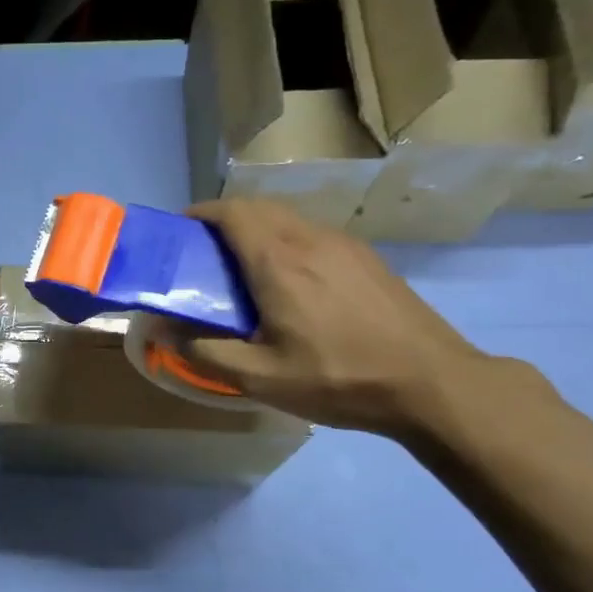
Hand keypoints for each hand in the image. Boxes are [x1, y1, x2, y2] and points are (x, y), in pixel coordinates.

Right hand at [180, 200, 492, 437]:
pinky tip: (292, 283)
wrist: (432, 383)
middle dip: (225, 220)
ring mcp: (345, 245)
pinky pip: (314, 235)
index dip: (201, 213)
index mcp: (278, 261)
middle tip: (205, 254)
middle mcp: (310, 239)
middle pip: (259, 208)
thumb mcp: (260, 378)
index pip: (232, 212)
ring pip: (289, 219)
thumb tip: (160, 329)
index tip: (180, 231)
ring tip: (243, 269)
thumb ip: (203, 352)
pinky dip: (287, 242)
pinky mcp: (368, 258)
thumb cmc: (338, 379)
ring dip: (258, 230)